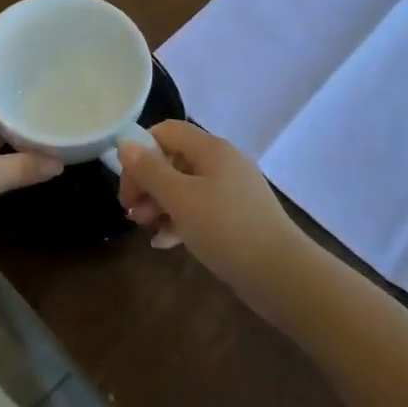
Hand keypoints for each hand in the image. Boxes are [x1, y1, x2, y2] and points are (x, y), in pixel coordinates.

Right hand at [118, 121, 308, 299]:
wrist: (281, 274)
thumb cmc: (225, 228)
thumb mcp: (180, 197)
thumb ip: (150, 170)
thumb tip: (125, 143)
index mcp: (210, 149)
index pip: (165, 132)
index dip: (140, 152)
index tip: (127, 186)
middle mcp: (222, 162)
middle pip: (173, 160)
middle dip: (147, 183)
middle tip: (131, 212)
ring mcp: (231, 191)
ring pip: (184, 187)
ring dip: (159, 204)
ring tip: (143, 228)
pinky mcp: (236, 217)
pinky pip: (200, 210)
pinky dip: (179, 221)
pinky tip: (164, 243)